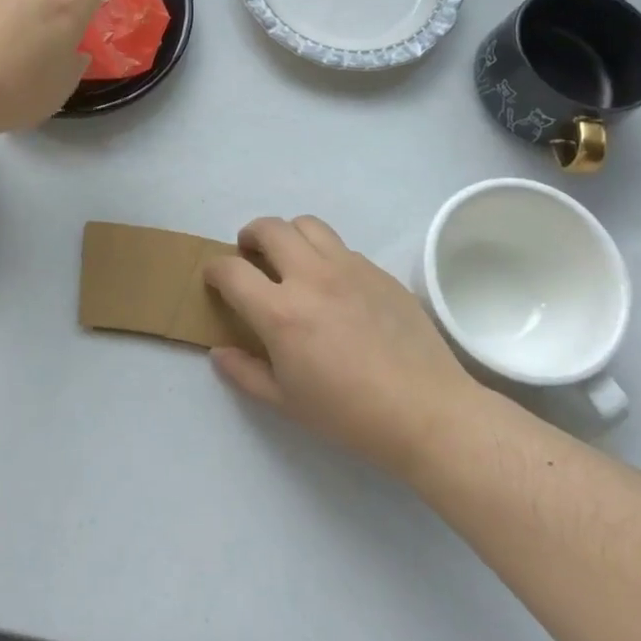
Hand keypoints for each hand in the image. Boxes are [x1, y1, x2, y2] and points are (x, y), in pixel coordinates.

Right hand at [205, 216, 488, 480]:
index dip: (214, 270)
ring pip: (307, 224)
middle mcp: (311, 277)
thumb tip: (219, 352)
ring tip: (290, 259)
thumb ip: (245, 373)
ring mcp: (348, 268)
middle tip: (250, 255)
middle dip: (249, 236)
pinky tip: (333, 285)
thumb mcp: (286, 403)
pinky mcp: (378, 271)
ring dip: (288, 235)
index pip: (231, 270)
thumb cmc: (350, 415)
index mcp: (281, 312)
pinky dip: (325, 255)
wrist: (427, 412)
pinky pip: (342, 247)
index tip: (214, 278)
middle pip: (269, 228)